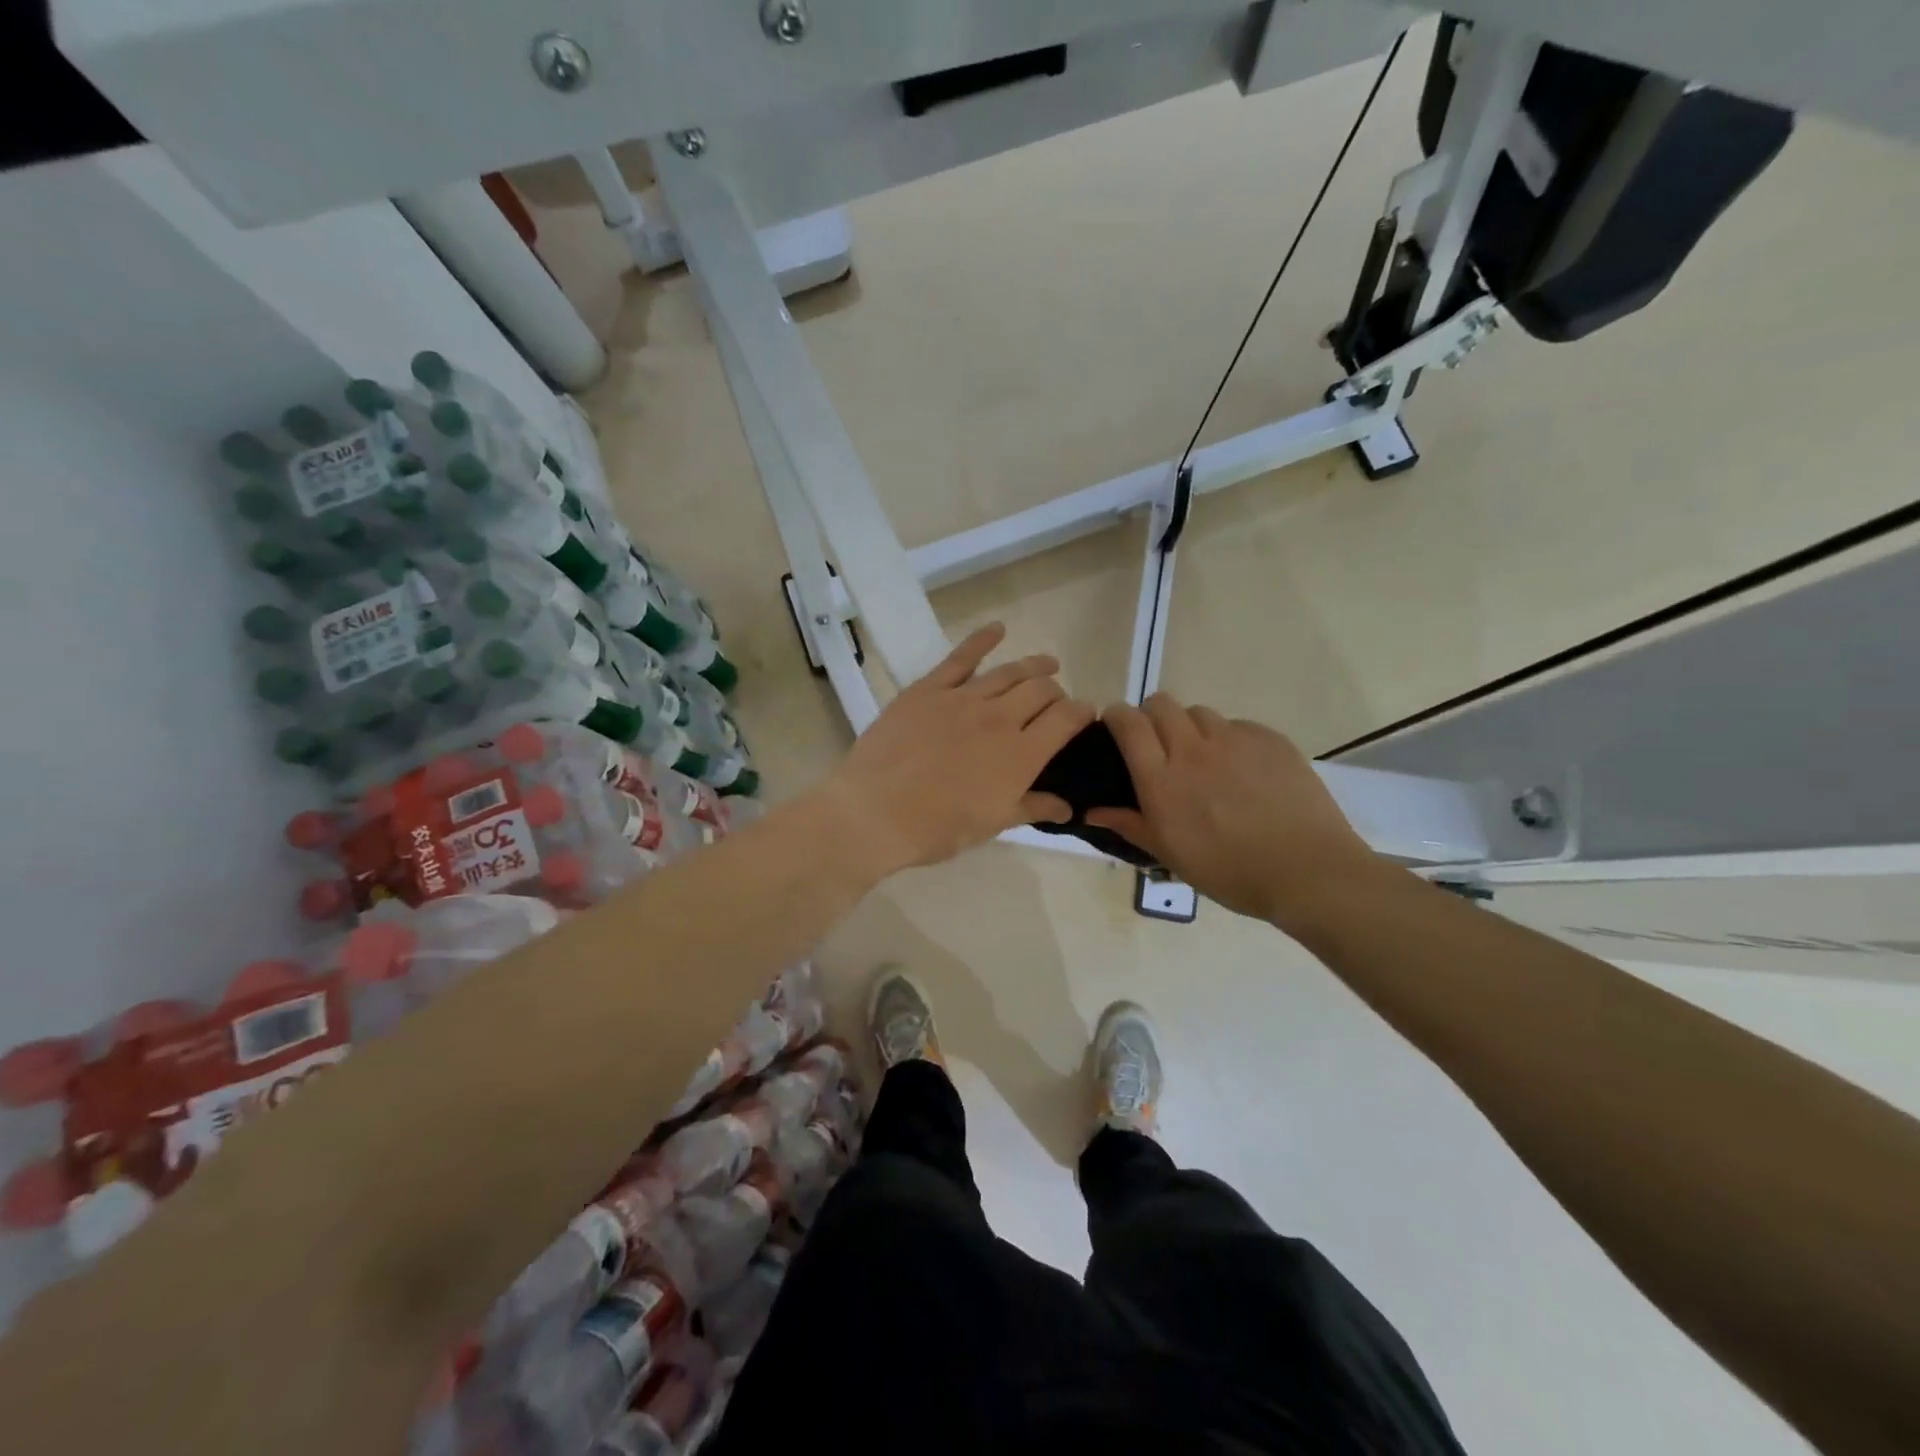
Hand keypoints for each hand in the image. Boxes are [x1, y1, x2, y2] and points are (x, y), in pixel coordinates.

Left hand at [823, 624, 1095, 873]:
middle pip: (1041, 690)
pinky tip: (998, 628)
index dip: (1082, 713)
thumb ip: (1032, 808)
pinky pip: (961, 657)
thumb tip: (1068, 807)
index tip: (1084, 715)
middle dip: (1056, 692)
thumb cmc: (937, 828)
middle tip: (1055, 702)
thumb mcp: (991, 824)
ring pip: (1009, 672)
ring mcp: (963, 699)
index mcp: (1021, 755)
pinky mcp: (929, 689)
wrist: (876, 812)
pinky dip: (983, 639)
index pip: (1066, 719)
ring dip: (1034, 666)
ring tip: (1048, 664)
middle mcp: (999, 718)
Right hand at [1089, 696, 1378, 922]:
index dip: (1117, 716)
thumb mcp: (1170, 854)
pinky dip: (1229, 740)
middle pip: (1161, 704)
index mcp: (1161, 778)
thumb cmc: (1228, 871)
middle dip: (1152, 716)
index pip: (1128, 722)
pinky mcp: (1270, 739)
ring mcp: (1234, 739)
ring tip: (1203, 758)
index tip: (1117, 729)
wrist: (1307, 871)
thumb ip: (1129, 824)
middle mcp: (1193, 749)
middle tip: (1159, 745)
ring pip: (1199, 712)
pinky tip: (1242, 770)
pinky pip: (1237, 726)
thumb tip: (1091, 810)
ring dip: (1191, 728)